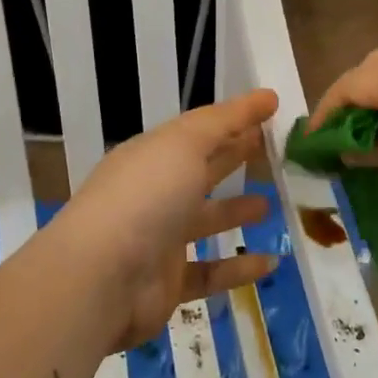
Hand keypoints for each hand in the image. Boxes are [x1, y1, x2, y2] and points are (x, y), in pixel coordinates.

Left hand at [55, 90, 280, 351]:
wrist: (102, 278)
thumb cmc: (146, 196)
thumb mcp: (185, 143)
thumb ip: (226, 120)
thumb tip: (267, 96)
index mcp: (153, 155)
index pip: (199, 131)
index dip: (234, 119)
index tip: (271, 111)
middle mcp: (155, 192)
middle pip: (202, 170)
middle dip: (234, 157)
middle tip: (275, 151)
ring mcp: (160, 238)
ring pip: (205, 220)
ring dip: (236, 211)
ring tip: (271, 205)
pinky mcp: (169, 282)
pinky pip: (211, 271)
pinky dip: (239, 268)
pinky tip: (271, 263)